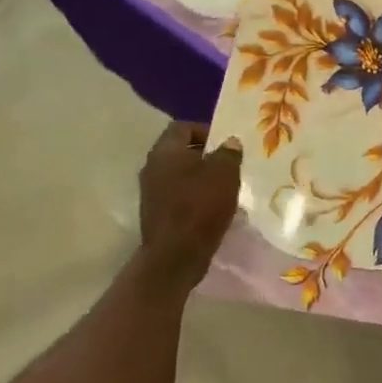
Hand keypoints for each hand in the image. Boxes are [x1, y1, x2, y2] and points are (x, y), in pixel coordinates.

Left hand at [137, 122, 242, 290]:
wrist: (175, 255)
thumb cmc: (200, 207)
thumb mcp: (224, 174)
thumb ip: (228, 153)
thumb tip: (230, 142)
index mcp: (165, 151)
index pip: (183, 127)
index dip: (206, 130)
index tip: (227, 143)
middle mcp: (152, 167)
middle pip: (180, 151)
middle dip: (206, 155)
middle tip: (230, 164)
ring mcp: (151, 192)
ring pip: (180, 175)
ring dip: (201, 177)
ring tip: (225, 187)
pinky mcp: (156, 213)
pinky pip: (178, 195)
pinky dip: (195, 196)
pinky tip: (213, 207)